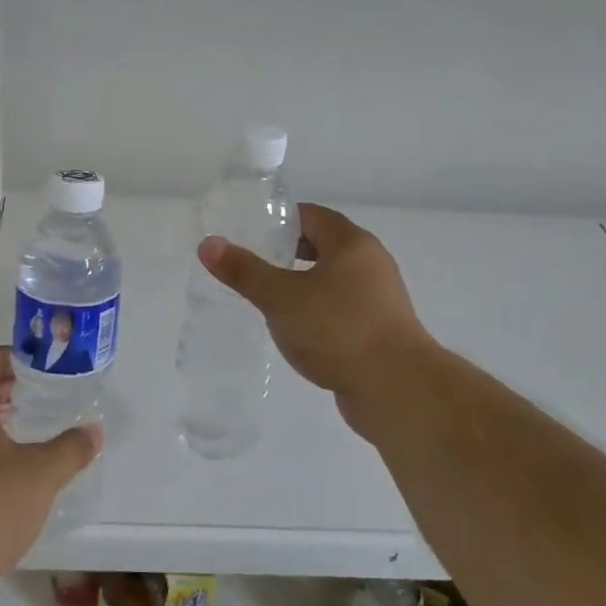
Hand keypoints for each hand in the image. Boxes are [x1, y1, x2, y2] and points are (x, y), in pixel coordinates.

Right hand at [198, 203, 435, 440]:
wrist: (397, 389)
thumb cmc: (338, 329)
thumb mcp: (281, 297)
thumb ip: (244, 271)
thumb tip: (208, 244)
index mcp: (352, 244)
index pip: (312, 216)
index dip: (280, 220)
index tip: (250, 232)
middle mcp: (371, 264)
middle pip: (324, 246)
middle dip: (289, 252)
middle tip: (254, 263)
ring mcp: (380, 300)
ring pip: (333, 281)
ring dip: (304, 285)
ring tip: (269, 299)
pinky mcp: (381, 332)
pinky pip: (342, 310)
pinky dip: (319, 312)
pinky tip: (297, 331)